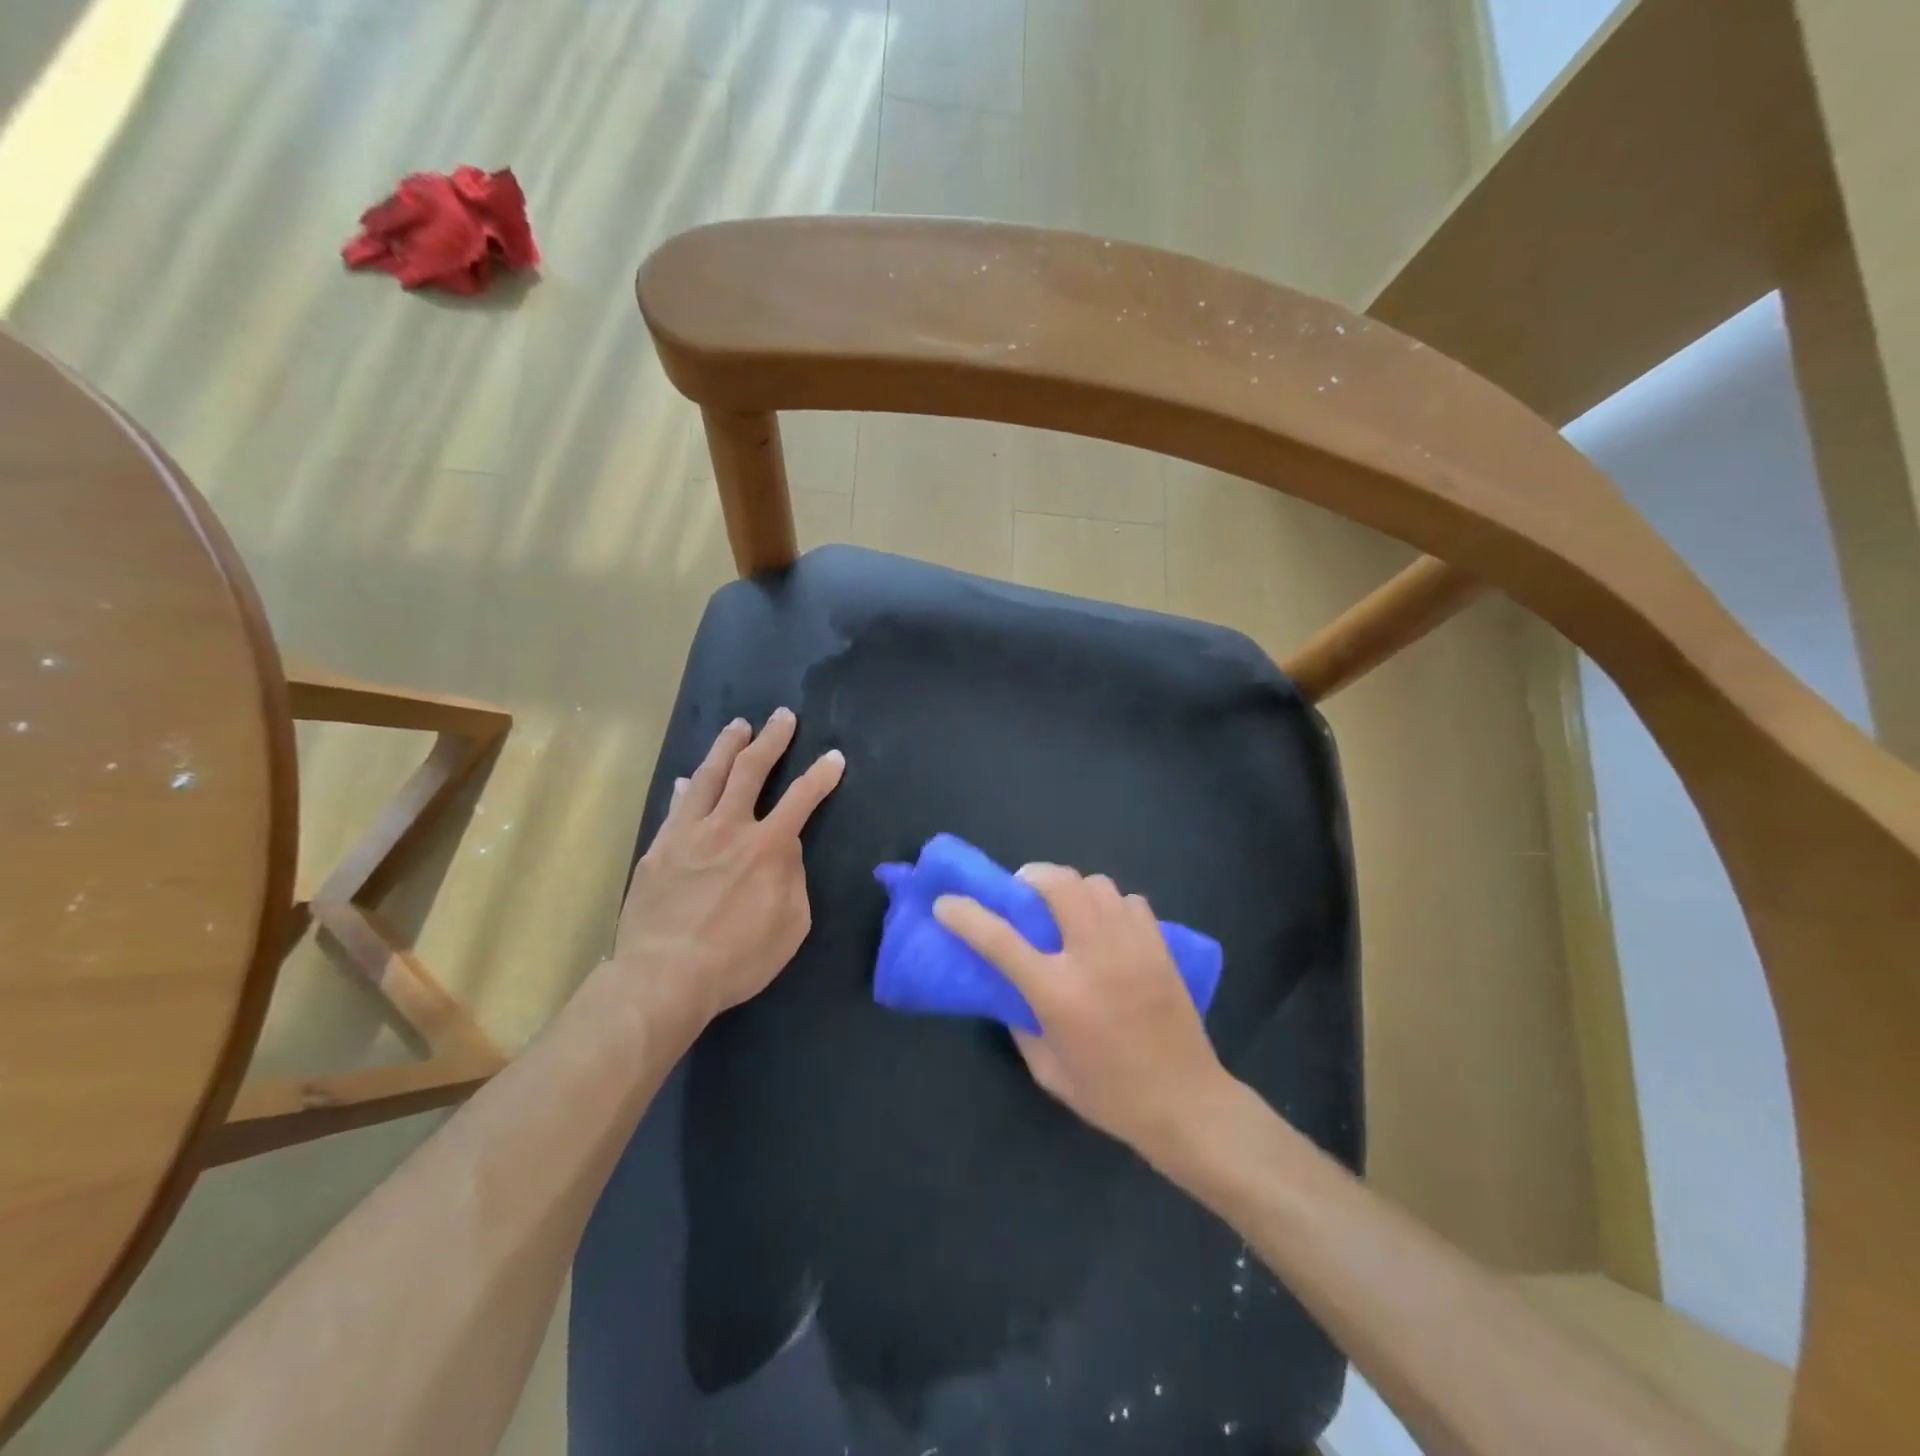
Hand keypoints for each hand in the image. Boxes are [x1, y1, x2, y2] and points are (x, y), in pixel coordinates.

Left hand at [612, 709, 843, 1023]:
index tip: (833, 758)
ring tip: (738, 726)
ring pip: (709, 776)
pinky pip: (676, 807)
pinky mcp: (659, 848)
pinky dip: (687, 788)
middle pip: (751, 770)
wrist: (665, 975)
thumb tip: (784, 852)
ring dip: (727, 747)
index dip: (821, 775)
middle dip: (772, 740)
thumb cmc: (738, 958)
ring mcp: (688, 833)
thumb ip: (793, 879)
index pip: (802, 798)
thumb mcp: (791, 925)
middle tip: (782, 717)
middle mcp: (729, 827)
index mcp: (768, 846)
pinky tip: (688, 779)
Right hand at [934, 866, 1230, 1164]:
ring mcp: (1132, 947)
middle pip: (1058, 885)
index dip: (966, 915)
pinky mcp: (1160, 947)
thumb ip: (1022, 1023)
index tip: (946, 902)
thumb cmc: (1110, 1095)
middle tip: (1023, 893)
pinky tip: (1107, 927)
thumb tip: (1010, 991)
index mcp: (1058, 993)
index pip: (1000, 939)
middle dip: (1031, 877)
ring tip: (1066, 909)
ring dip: (1072, 888)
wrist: (1186, 1103)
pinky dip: (1110, 905)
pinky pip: (1130, 901)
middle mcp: (1094, 957)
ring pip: (1096, 884)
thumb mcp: (1048, 1070)